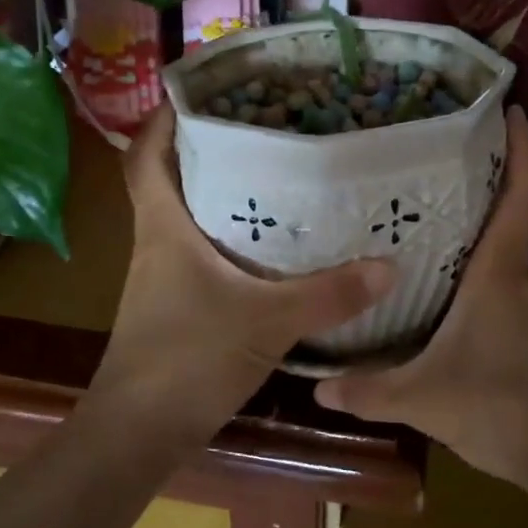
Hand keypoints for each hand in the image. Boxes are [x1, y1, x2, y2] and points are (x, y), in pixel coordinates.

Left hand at [93, 103, 394, 436]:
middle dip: (206, 150)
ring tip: (273, 176)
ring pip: (187, 219)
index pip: (145, 158)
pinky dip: (228, 241)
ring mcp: (162, 278)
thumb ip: (328, 295)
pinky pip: (201, 256)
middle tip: (259, 128)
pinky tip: (270, 249)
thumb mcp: (267, 322)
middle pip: (170, 181)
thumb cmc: (188, 360)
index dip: (161, 121)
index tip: (195, 94)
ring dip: (220, 196)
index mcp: (163, 228)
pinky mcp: (175, 307)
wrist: (139, 433)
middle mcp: (157, 244)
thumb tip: (388, 266)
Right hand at [314, 106, 527, 493]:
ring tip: (422, 218)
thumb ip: (368, 390)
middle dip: (483, 182)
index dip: (524, 150)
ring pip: (503, 253)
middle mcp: (520, 279)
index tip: (512, 112)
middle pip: (511, 216)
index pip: (525, 197)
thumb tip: (314, 385)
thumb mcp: (423, 399)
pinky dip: (476, 271)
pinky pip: (501, 285)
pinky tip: (441, 287)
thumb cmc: (501, 408)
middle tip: (434, 161)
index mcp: (500, 274)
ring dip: (476, 230)